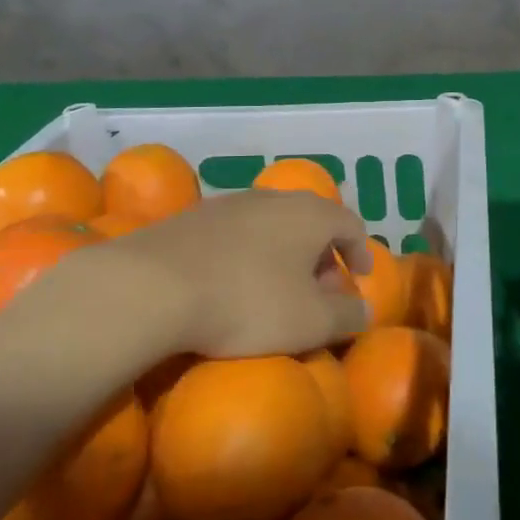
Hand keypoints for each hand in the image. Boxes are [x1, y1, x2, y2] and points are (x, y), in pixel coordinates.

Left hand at [46, 189, 371, 360]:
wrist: (153, 286)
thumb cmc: (247, 302)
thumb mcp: (310, 322)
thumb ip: (347, 315)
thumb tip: (365, 308)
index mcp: (310, 214)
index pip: (350, 224)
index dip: (360, 251)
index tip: (361, 276)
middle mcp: (274, 197)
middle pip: (311, 221)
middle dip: (321, 255)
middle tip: (321, 291)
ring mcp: (230, 203)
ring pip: (272, 224)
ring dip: (283, 253)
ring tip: (277, 288)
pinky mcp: (193, 217)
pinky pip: (236, 233)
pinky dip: (248, 254)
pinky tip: (232, 283)